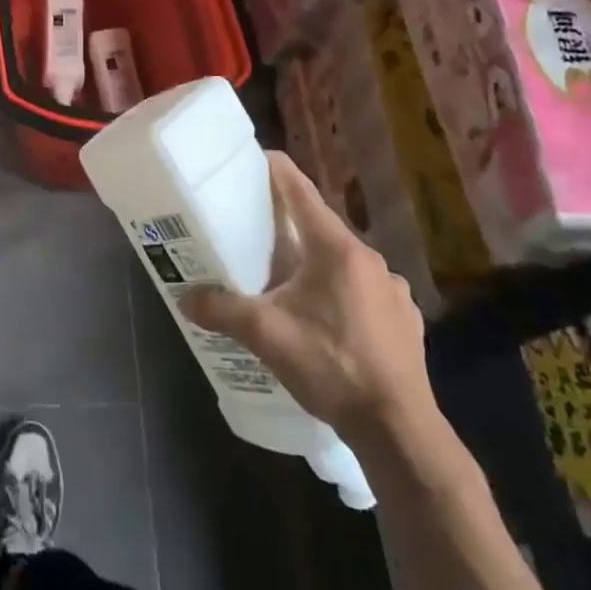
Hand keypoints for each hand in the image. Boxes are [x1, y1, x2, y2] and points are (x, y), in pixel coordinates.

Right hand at [182, 152, 437, 449]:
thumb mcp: (266, 335)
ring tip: (287, 283)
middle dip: (287, 224)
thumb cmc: (332, 366)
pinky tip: (328, 321)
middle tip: (254, 230)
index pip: (301, 191)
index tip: (252, 159)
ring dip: (315, 263)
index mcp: (336, 249)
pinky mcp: (405, 320)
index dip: (275, 169)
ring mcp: (393, 290)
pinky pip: (364, 291)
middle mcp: (370, 259)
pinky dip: (340, 293)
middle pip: (320, 226)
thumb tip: (185, 297)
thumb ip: (222, 310)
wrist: (400, 430)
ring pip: (342, 261)